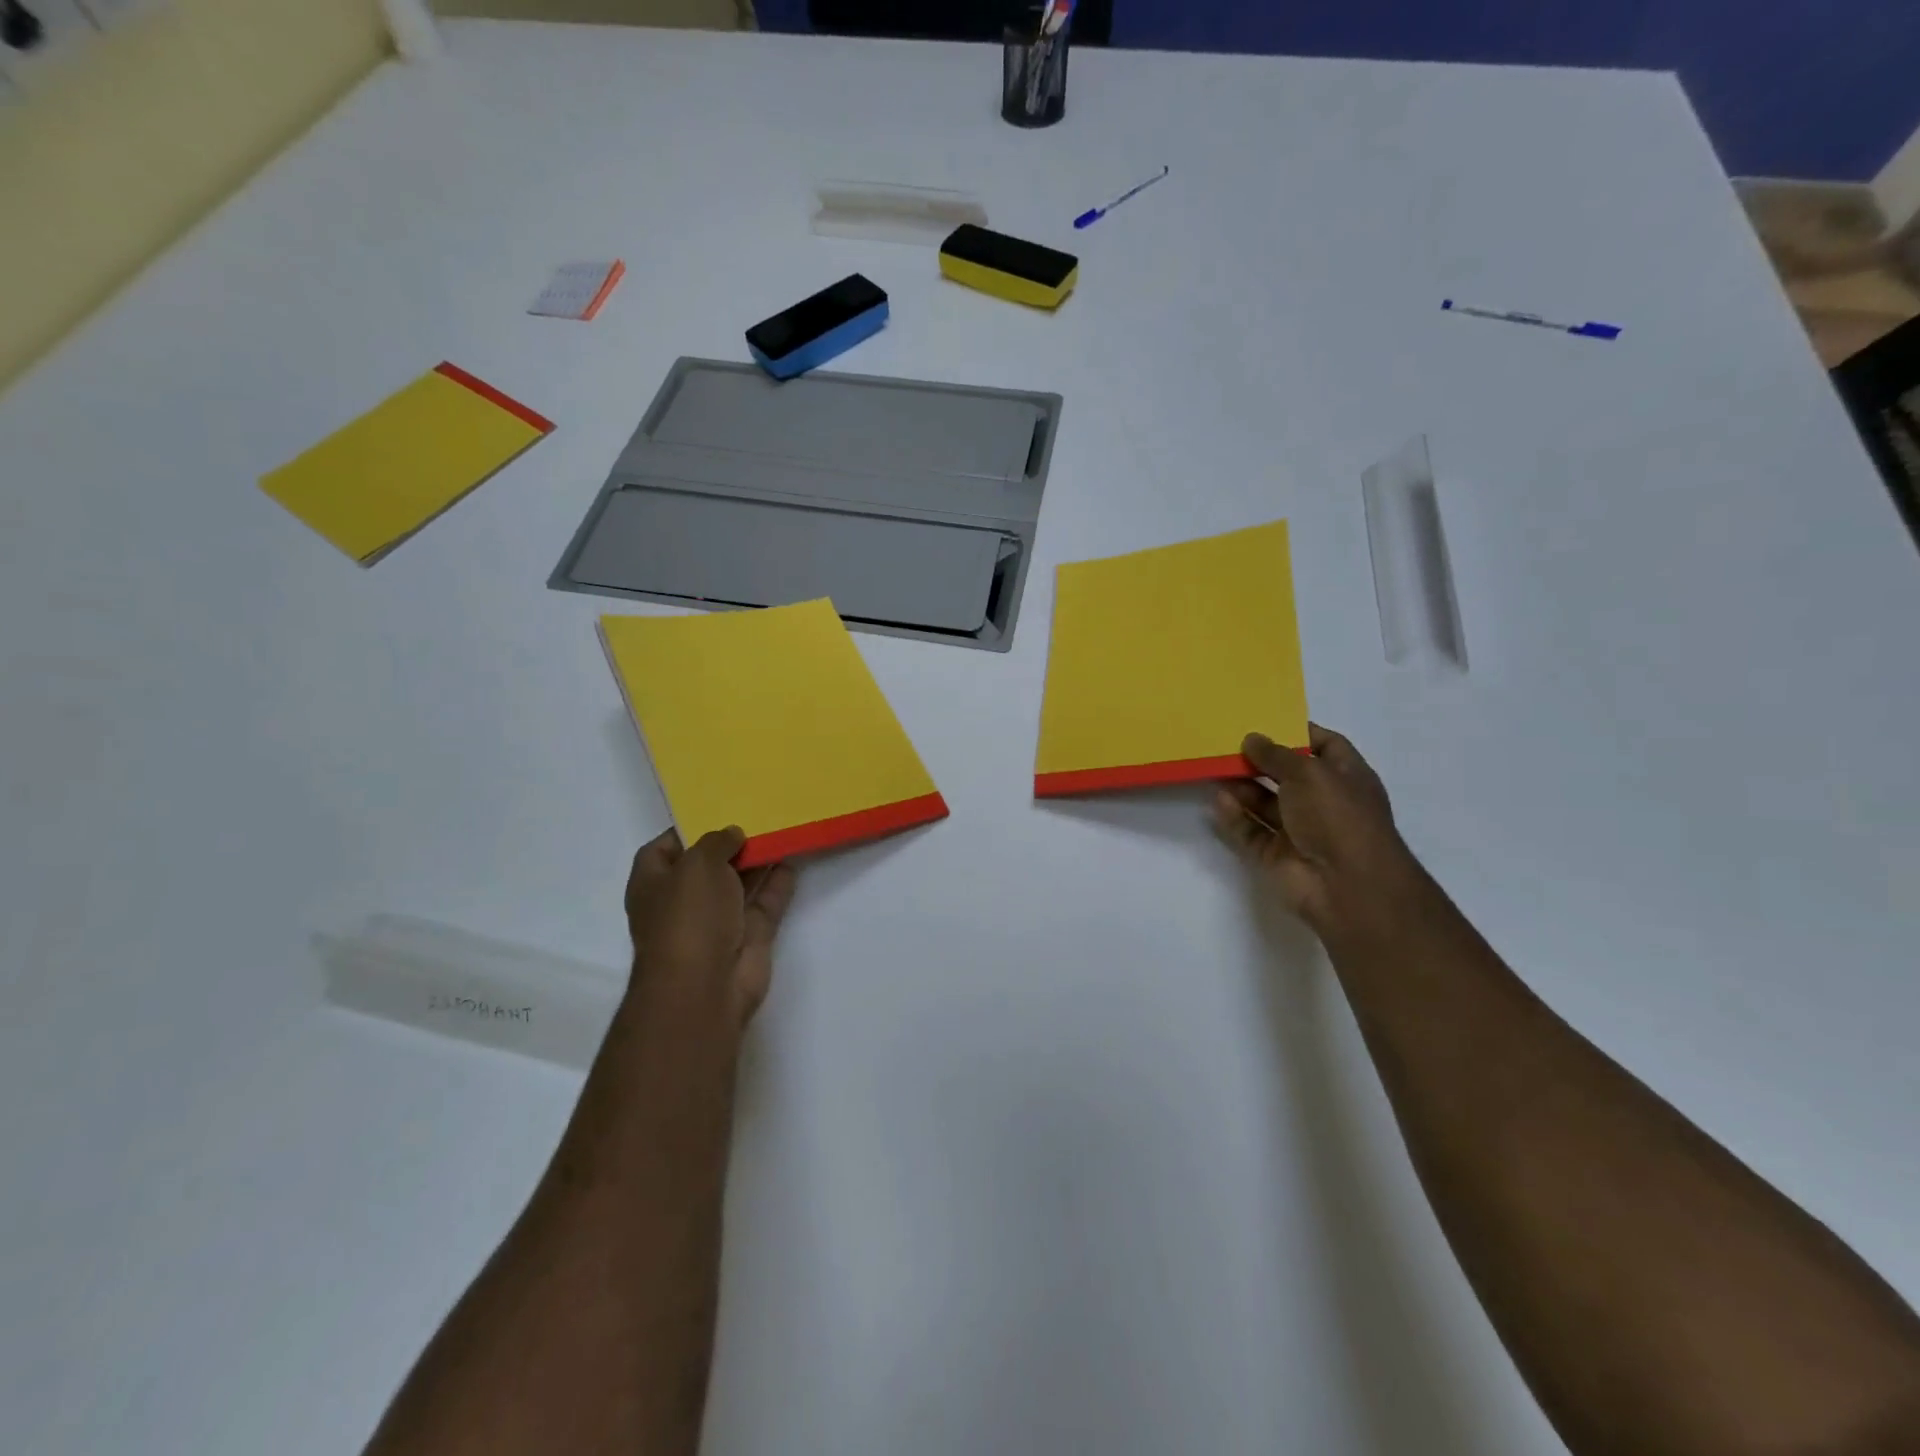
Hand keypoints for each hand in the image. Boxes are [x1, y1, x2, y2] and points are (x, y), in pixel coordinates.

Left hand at [624, 827, 797, 1033]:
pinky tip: (793, 857)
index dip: (686, 830)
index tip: (716, 810)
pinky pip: (765, 902)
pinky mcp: (749, 936)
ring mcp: (717, 921)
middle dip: (729, 844)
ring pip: (740, 883)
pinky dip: (778, 883)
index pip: (663, 849)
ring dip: (757, 860)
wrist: (705, 987)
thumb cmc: (688, 917)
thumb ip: (716, 842)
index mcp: (653, 884)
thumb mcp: (697, 864)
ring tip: (780, 828)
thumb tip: (732, 835)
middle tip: (757, 815)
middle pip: (707, 866)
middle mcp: (683, 901)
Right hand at [1211, 723, 1425, 938]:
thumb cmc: (1338, 817)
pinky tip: (1218, 800)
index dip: (1297, 732)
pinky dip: (1235, 817)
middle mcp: (1324, 802)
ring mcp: (1299, 831)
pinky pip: (1251, 831)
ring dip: (1242, 786)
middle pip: (1287, 774)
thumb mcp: (1309, 772)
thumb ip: (1276, 754)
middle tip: (1226, 742)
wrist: (1346, 886)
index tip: (1264, 720)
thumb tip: (1251, 739)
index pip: (1324, 746)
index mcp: (1346, 777)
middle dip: (1260, 759)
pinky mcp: (1276, 855)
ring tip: (1213, 766)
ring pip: (1265, 803)